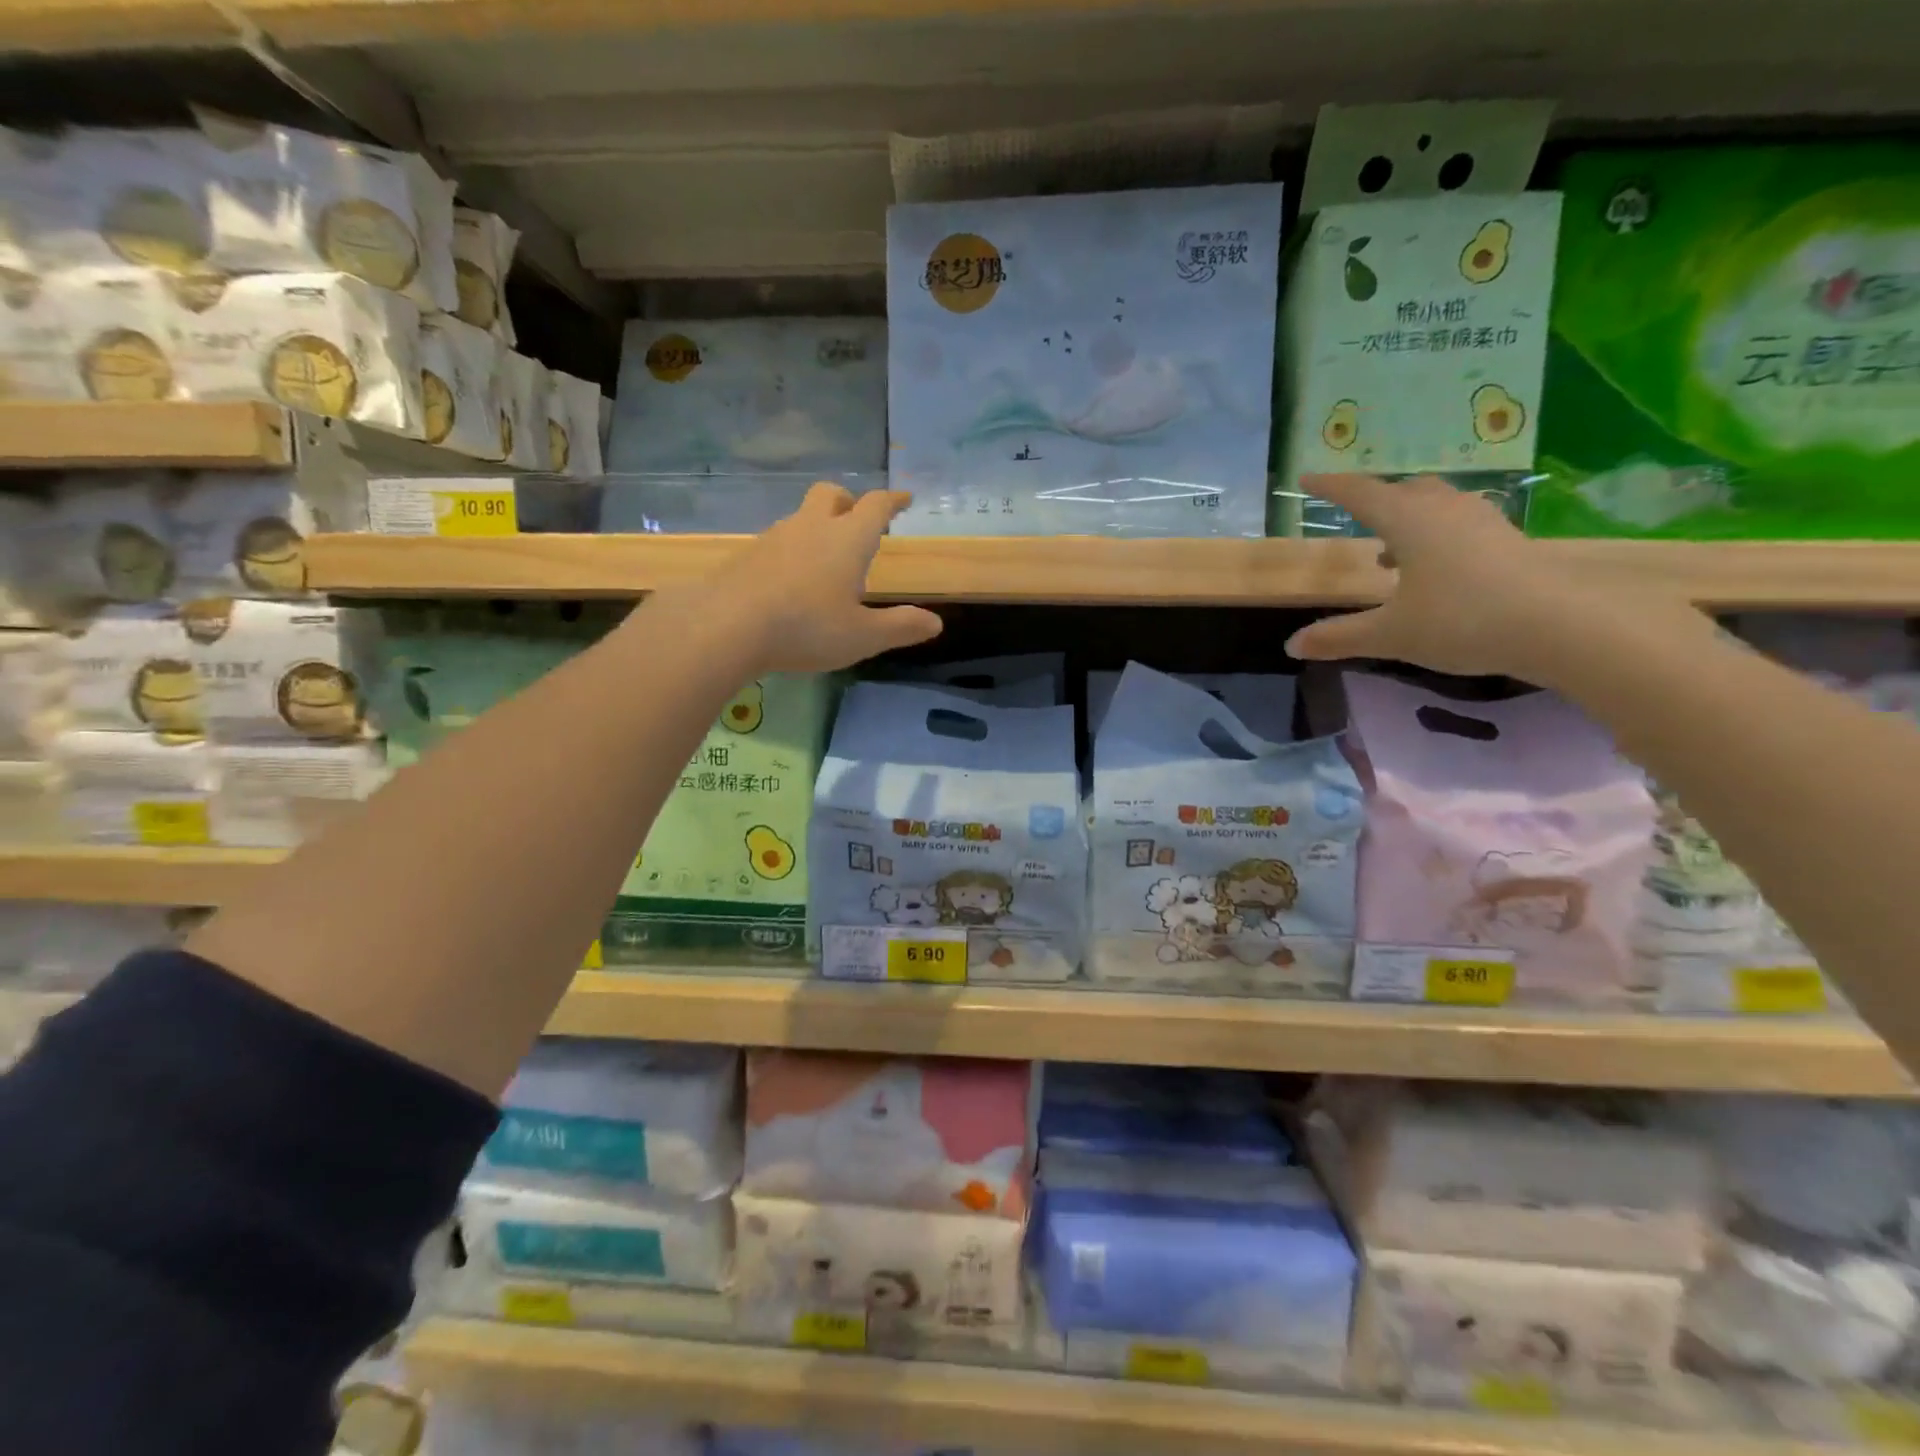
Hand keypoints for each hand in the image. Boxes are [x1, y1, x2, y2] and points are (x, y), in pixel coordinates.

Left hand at [686, 483, 942, 672]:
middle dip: (848, 501)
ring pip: (801, 517)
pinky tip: (789, 581)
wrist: (728, 626)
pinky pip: (777, 542)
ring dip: (817, 527)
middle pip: (831, 494)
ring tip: (824, 560)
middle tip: (857, 520)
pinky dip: (792, 551)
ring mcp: (775, 537)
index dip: (893, 500)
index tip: (904, 499)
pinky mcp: (747, 555)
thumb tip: (935, 622)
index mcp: (848, 539)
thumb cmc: (807, 628)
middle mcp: (812, 527)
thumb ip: (901, 627)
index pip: (876, 506)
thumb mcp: (863, 636)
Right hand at [1283, 473, 1684, 682]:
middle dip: (1376, 499)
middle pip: (1404, 490)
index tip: (1308, 478)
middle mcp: (1444, 511)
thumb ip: (1339, 637)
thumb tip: (1292, 646)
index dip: (1331, 486)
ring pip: (1437, 504)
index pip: (1360, 494)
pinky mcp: (1508, 540)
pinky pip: (1461, 523)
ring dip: (1408, 519)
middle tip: (1355, 517)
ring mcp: (1482, 522)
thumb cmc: (1461, 621)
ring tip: (1390, 553)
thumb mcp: (1390, 634)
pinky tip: (1436, 569)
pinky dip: (1437, 535)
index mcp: (1408, 522)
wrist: (1557, 627)